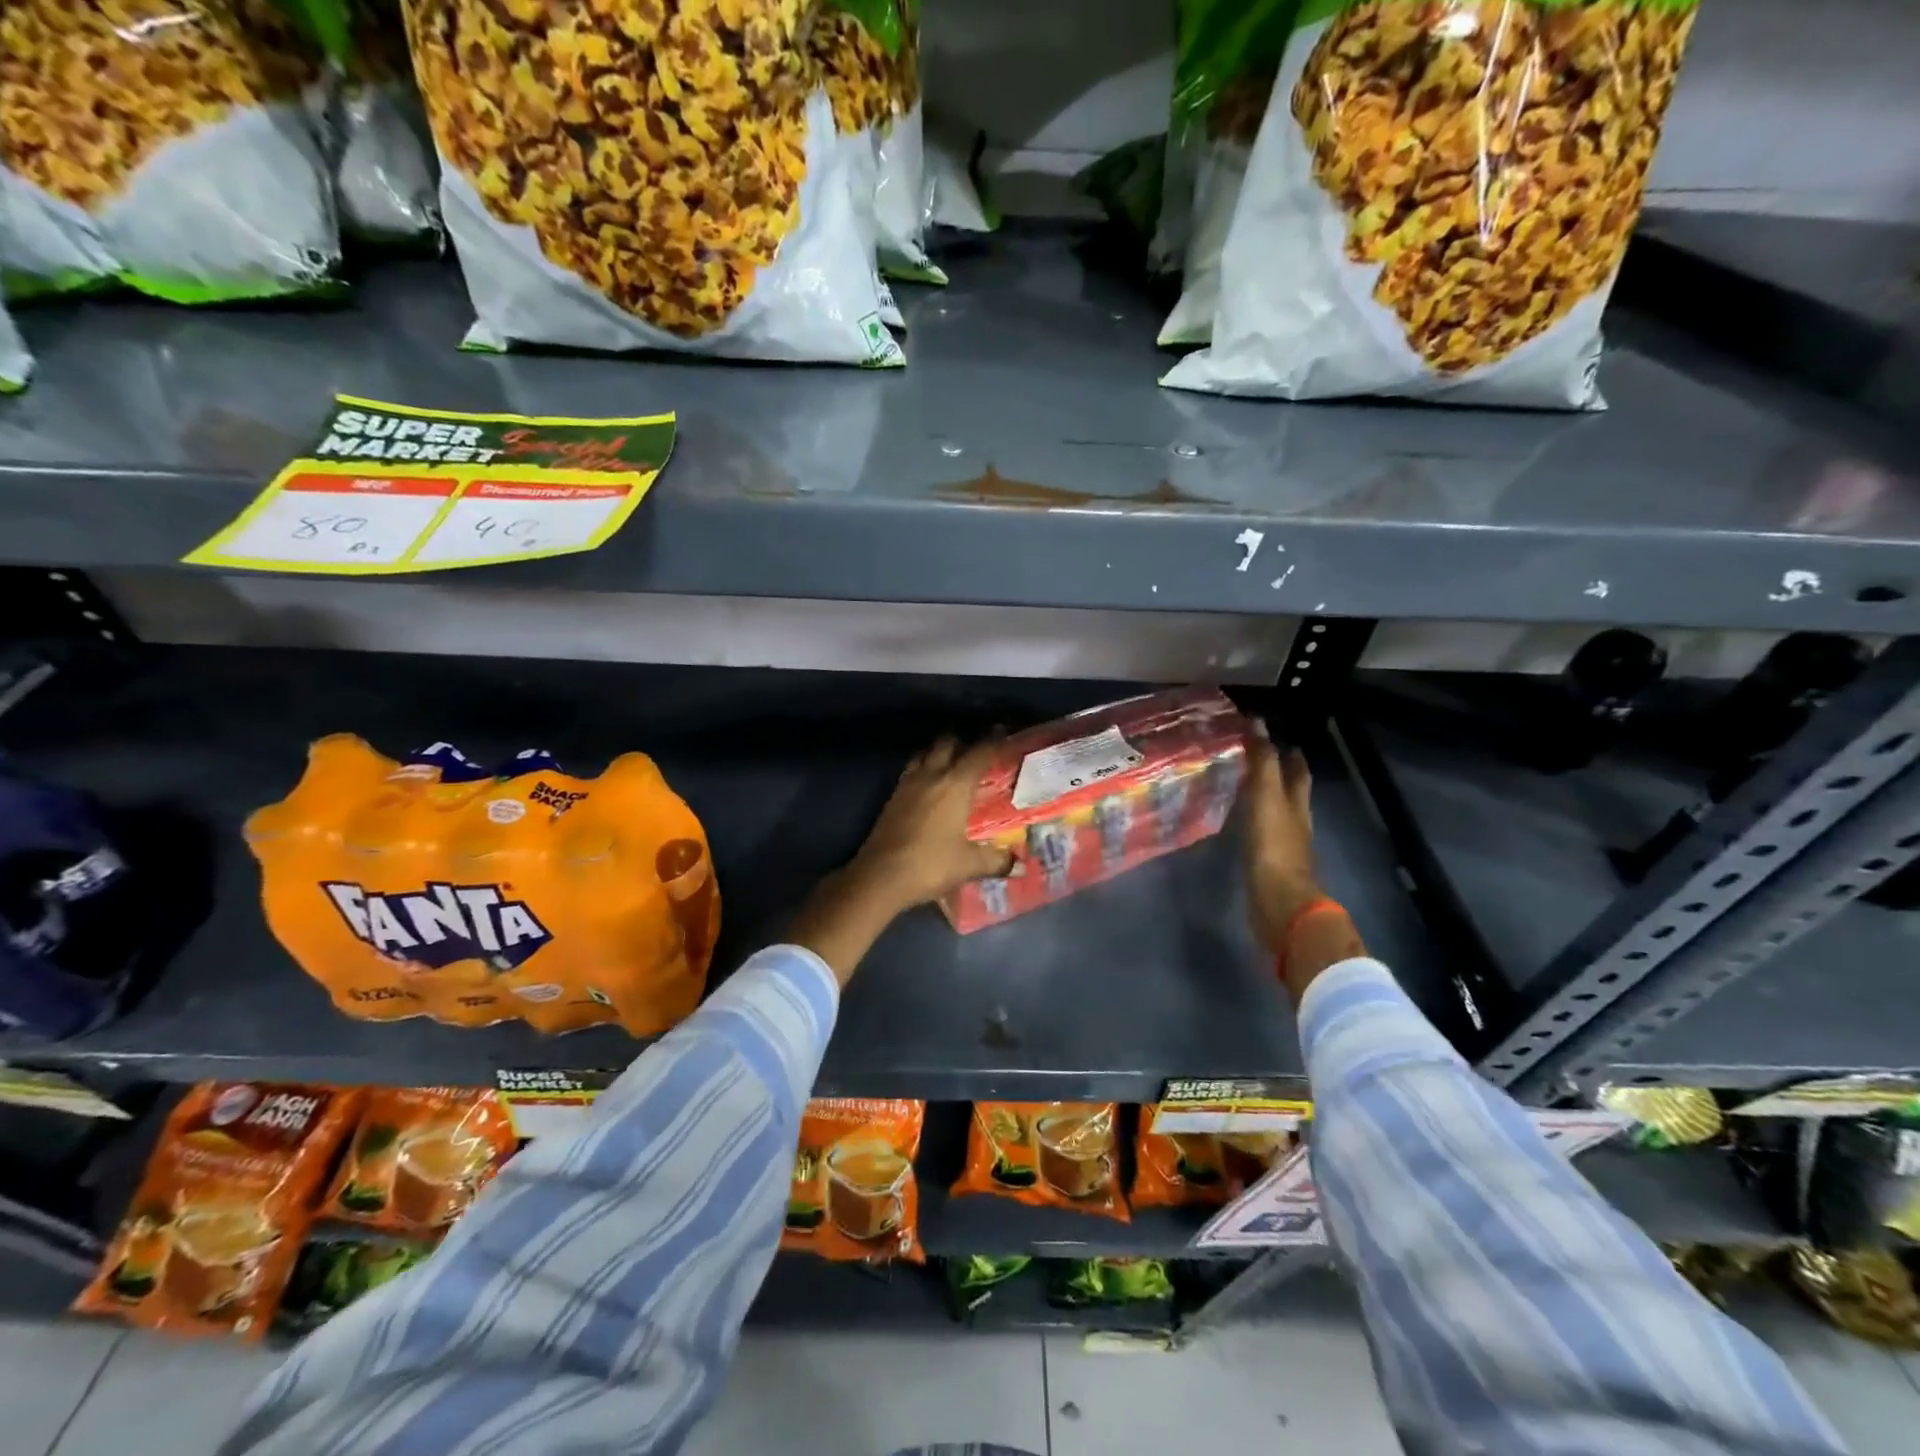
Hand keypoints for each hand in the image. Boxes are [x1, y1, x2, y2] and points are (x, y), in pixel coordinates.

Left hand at [845, 735, 1015, 915]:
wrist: (880, 876)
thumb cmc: (931, 864)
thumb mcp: (969, 865)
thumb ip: (996, 860)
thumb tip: (1019, 864)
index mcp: (955, 784)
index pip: (979, 753)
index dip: (993, 740)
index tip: (1002, 731)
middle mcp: (931, 775)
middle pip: (946, 743)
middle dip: (962, 741)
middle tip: (976, 749)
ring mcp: (907, 784)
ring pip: (924, 753)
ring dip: (938, 752)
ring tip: (951, 762)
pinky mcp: (892, 797)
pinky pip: (911, 771)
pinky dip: (923, 769)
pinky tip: (928, 786)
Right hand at [1242, 726, 1324, 955]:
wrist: (1279, 901)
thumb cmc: (1274, 846)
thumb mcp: (1266, 797)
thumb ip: (1263, 762)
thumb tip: (1258, 722)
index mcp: (1296, 802)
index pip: (1296, 770)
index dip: (1288, 752)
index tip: (1269, 734)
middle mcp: (1294, 820)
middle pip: (1291, 791)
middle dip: (1278, 774)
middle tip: (1255, 758)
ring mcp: (1282, 844)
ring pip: (1275, 812)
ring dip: (1263, 798)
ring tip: (1240, 786)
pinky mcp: (1268, 863)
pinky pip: (1261, 833)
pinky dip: (1252, 822)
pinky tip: (1237, 822)